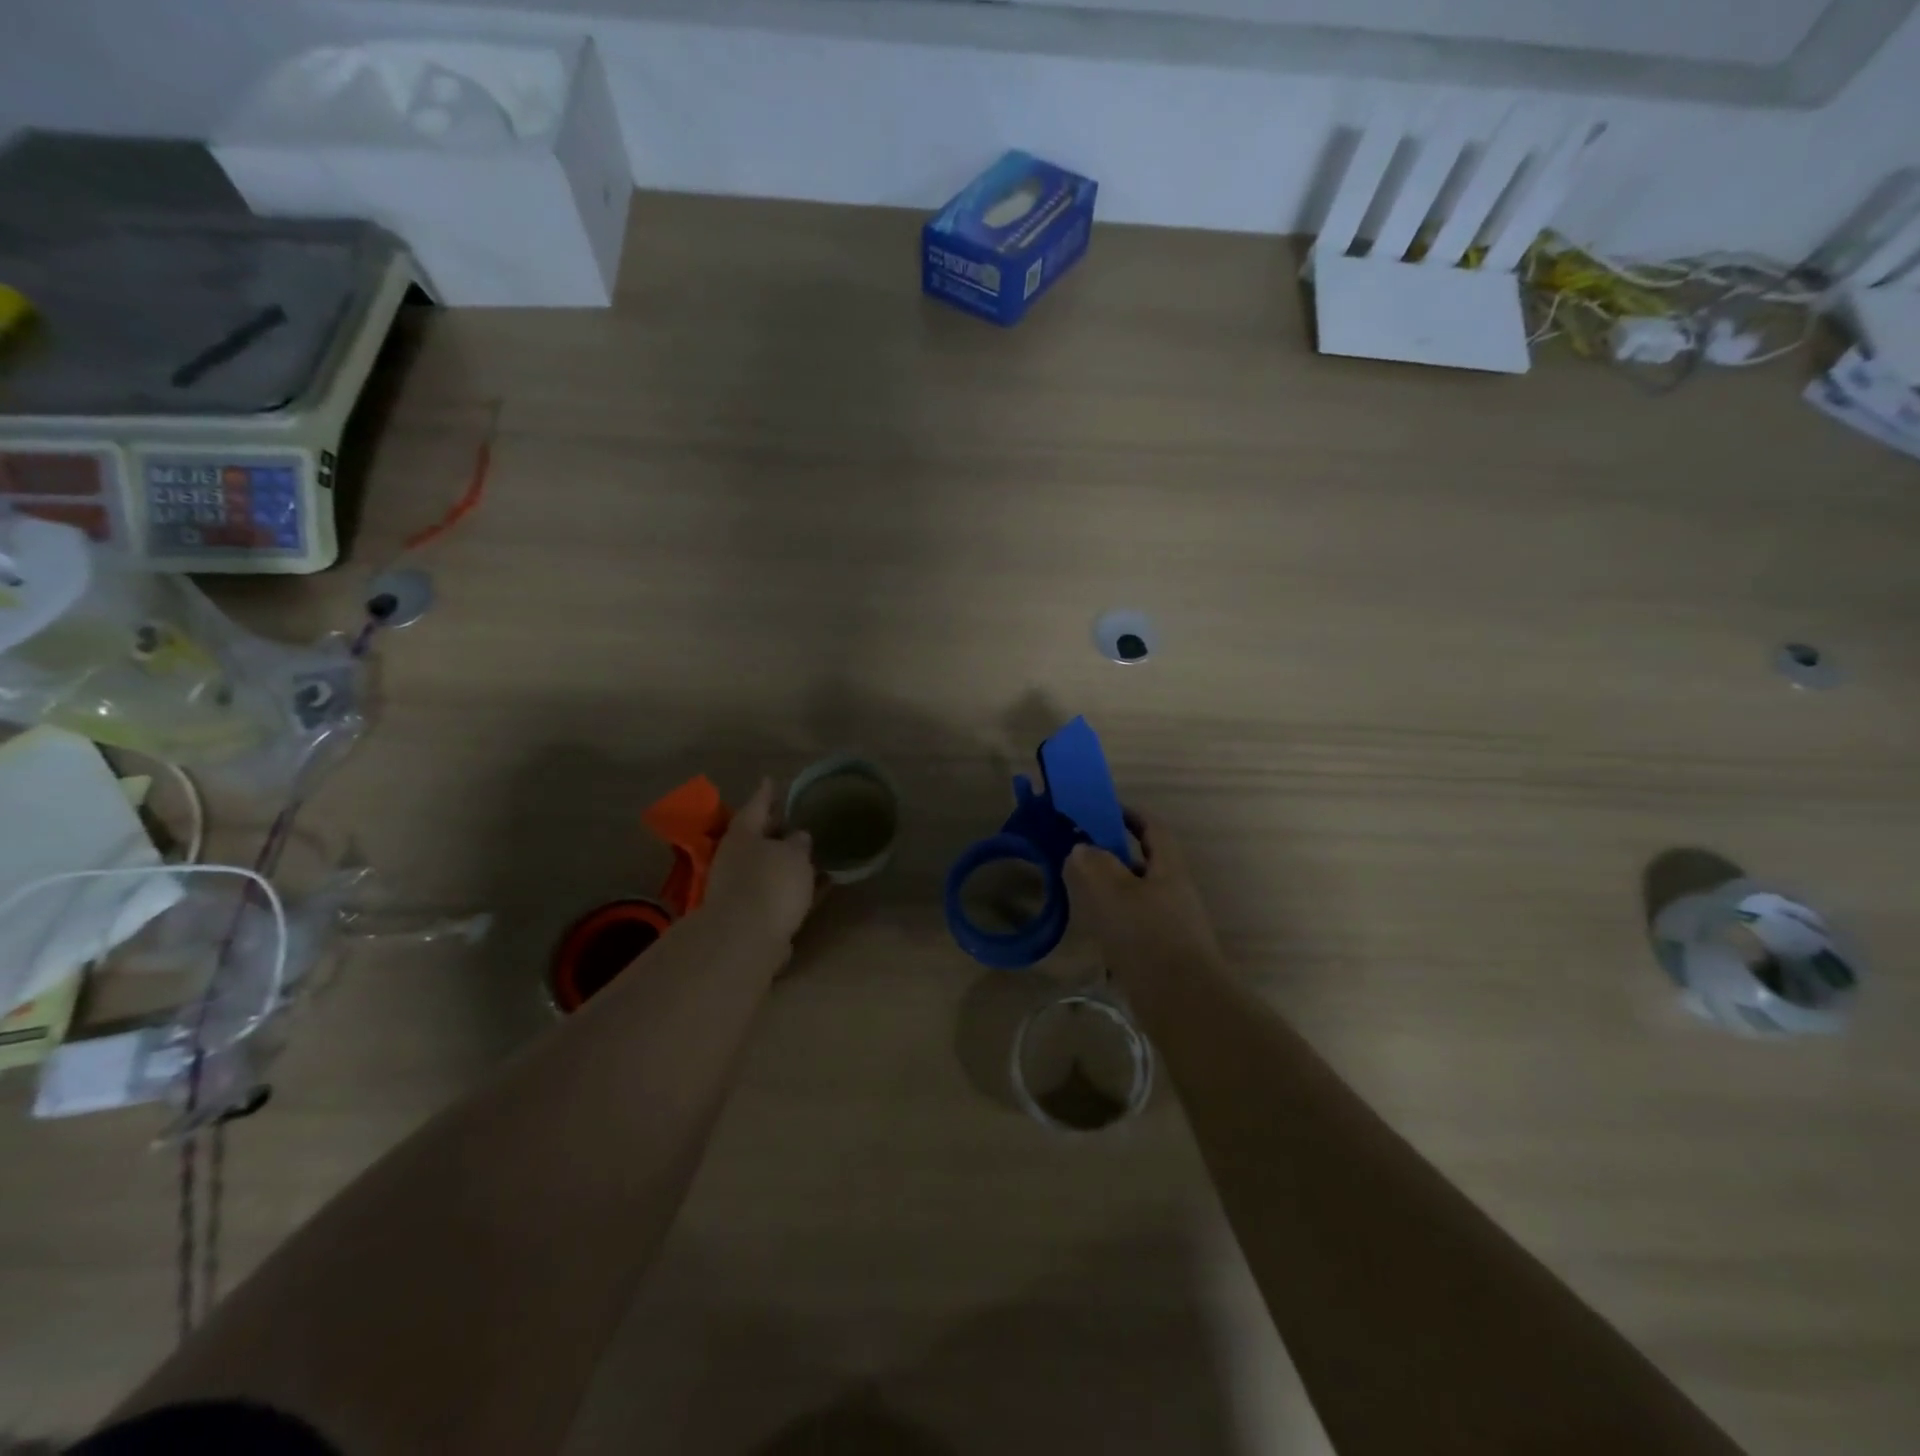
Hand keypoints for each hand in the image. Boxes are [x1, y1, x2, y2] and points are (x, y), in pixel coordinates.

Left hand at [703, 780, 817, 948]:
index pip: (756, 805)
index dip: (766, 793)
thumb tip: (798, 837)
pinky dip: (795, 888)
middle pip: (759, 838)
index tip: (771, 780)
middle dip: (777, 830)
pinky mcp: (753, 917)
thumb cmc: (770, 883)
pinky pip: (778, 893)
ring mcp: (741, 889)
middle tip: (797, 820)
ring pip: (769, 868)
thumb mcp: (794, 854)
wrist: (746, 940)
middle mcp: (737, 859)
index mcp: (743, 834)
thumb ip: (798, 843)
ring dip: (787, 862)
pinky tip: (818, 887)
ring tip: (813, 854)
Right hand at [1065, 812, 1222, 994]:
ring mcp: (1171, 925)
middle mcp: (1174, 892)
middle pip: (1144, 863)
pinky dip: (1113, 922)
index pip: (1153, 829)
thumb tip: (1081, 848)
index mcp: (1168, 869)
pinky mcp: (1163, 954)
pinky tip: (1093, 933)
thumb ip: (1093, 864)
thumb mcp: (1113, 893)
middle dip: (1113, 855)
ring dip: (1111, 891)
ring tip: (1079, 892)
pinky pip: (1134, 926)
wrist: (1182, 1003)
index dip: (1130, 815)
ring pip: (1137, 896)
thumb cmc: (1148, 937)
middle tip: (1079, 854)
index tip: (1103, 811)